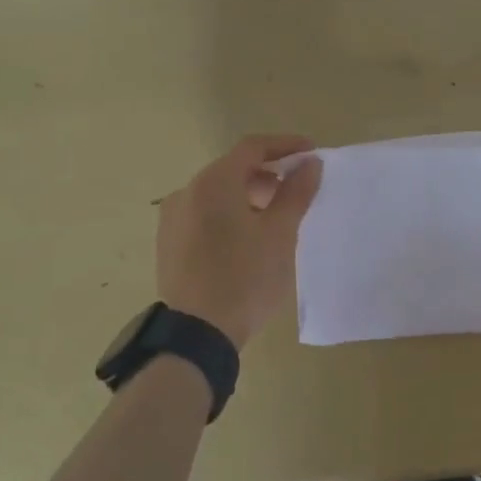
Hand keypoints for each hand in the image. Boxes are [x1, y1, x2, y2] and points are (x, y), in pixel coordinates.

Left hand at [156, 135, 322, 349]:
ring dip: (248, 196)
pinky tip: (246, 239)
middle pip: (232, 169)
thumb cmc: (246, 278)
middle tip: (296, 190)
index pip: (253, 148)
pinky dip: (228, 214)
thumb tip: (309, 164)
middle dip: (268, 174)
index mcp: (213, 182)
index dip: (285, 146)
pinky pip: (204, 214)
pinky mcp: (169, 242)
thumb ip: (296, 192)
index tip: (312, 154)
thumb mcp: (280, 234)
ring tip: (274, 218)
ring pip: (217, 193)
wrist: (197, 334)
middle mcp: (187, 191)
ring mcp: (173, 218)